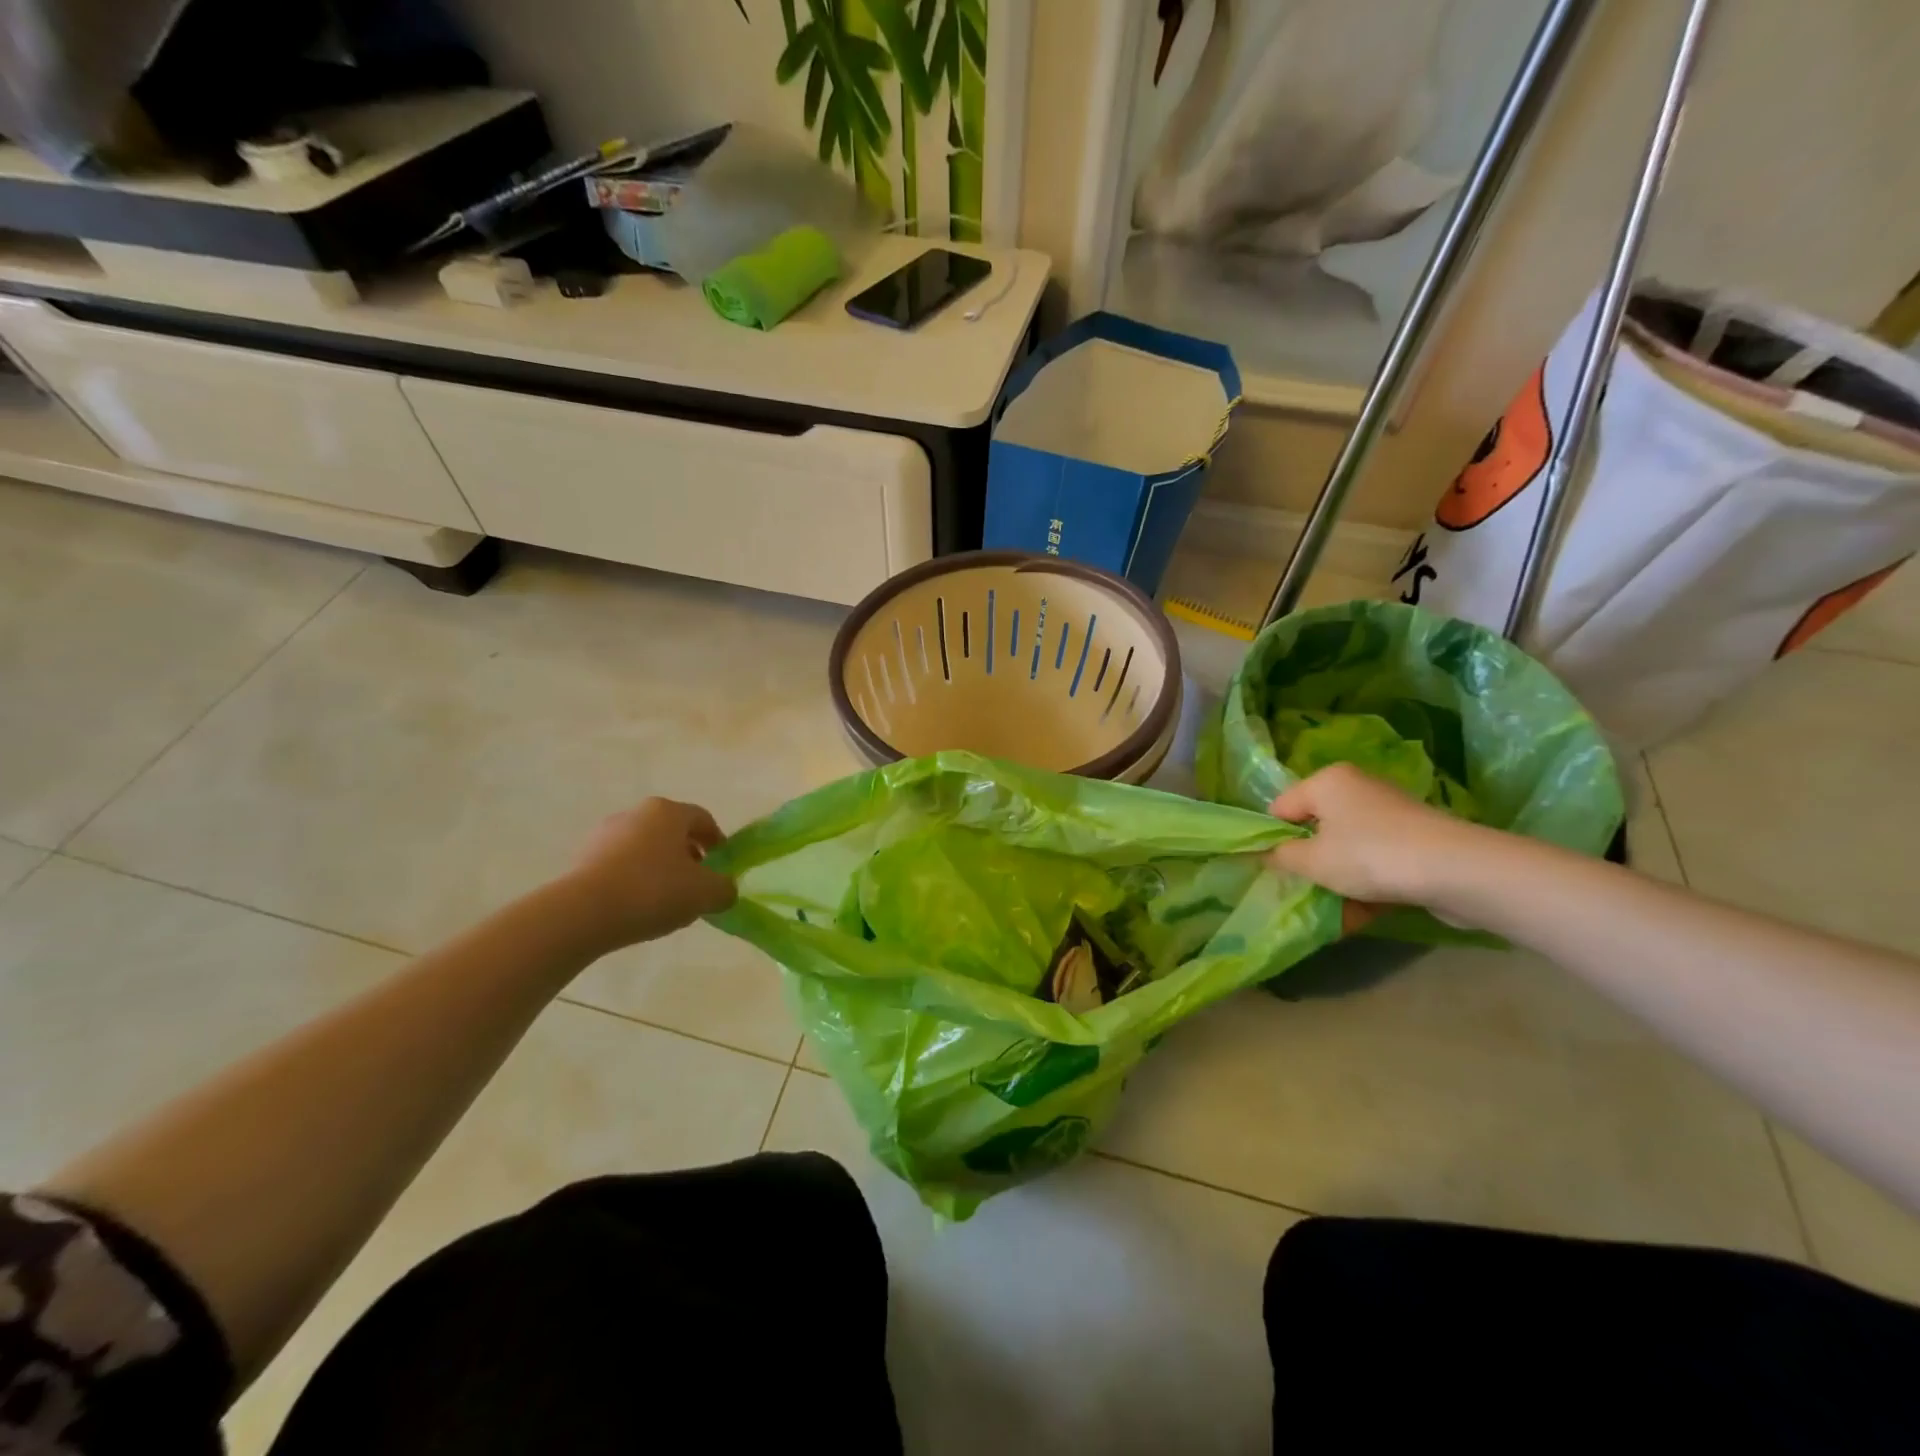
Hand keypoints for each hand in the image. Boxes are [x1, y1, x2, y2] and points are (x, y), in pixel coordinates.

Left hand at [559, 798, 736, 954]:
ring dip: (659, 868)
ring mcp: (605, 834)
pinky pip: (620, 865)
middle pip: (672, 832)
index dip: (718, 842)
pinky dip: (634, 879)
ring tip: (666, 900)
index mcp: (668, 812)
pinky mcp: (582, 858)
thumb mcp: (705, 894)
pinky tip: (637, 906)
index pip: (703, 819)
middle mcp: (636, 813)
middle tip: (696, 884)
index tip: (722, 865)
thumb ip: (724, 889)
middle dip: (688, 855)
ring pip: (644, 848)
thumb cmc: (653, 891)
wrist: (582, 913)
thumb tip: (725, 889)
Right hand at [1267, 763, 1487, 912]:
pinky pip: (1377, 861)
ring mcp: (1390, 814)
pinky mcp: (1415, 840)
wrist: (1457, 872)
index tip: (1274, 871)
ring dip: (1338, 880)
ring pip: (1348, 849)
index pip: (1281, 808)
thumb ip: (1281, 857)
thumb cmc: (1370, 856)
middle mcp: (1357, 788)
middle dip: (1309, 863)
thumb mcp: (1312, 861)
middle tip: (1302, 891)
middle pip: (1316, 828)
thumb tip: (1267, 855)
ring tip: (1333, 913)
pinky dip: (1367, 885)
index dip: (1272, 840)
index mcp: (1327, 781)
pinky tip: (1361, 916)